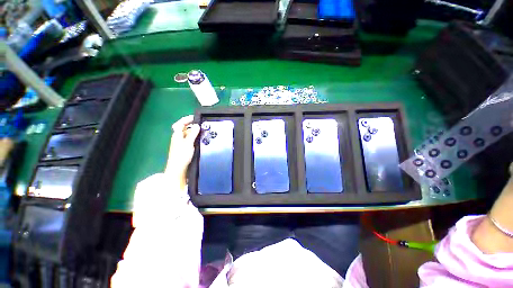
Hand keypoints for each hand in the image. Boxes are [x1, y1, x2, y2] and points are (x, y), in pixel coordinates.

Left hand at [165, 115, 199, 189]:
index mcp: (177, 135)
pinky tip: (200, 140)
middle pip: (184, 128)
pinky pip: (190, 139)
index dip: (187, 119)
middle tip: (202, 125)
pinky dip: (194, 138)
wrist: (178, 169)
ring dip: (194, 132)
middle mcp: (178, 138)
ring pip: (188, 134)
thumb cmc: (181, 155)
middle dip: (192, 125)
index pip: (180, 123)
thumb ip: (193, 134)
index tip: (195, 117)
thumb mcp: (188, 143)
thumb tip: (197, 126)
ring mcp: (181, 143)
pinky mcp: (184, 148)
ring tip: (202, 132)